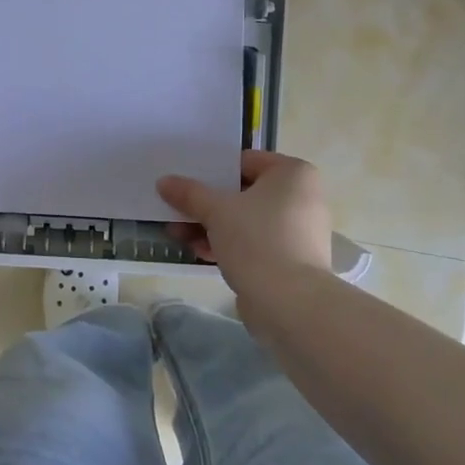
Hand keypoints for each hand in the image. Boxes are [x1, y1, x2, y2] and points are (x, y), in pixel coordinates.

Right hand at [157, 151, 330, 296]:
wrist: (290, 303)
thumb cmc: (257, 240)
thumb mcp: (216, 210)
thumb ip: (189, 193)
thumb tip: (164, 182)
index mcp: (293, 173)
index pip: (244, 162)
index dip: (212, 171)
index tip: (185, 181)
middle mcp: (301, 197)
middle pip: (242, 193)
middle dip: (206, 205)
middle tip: (175, 210)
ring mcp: (297, 230)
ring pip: (245, 220)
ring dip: (210, 226)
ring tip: (178, 235)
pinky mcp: (290, 259)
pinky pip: (253, 242)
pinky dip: (228, 244)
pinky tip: (198, 252)